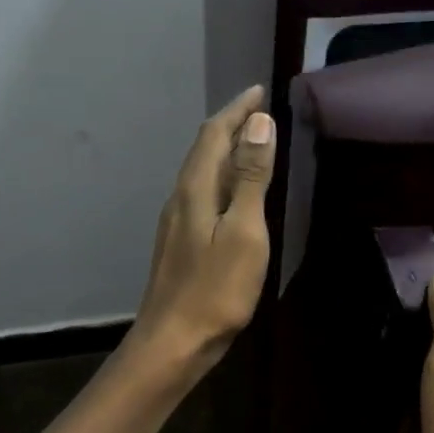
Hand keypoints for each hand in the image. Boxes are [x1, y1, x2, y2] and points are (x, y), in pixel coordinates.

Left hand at [127, 85, 275, 376]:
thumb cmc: (215, 288)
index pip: (214, 134)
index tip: (259, 91)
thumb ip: (251, 178)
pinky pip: (202, 194)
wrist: (174, 341)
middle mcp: (180, 197)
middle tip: (259, 112)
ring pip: (202, 173)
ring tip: (252, 144)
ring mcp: (177, 222)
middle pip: (204, 149)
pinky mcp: (180, 243)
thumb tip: (259, 123)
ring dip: (226, 152)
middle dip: (231, 125)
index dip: (236, 110)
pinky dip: (222, 179)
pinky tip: (234, 194)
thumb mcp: (244, 231)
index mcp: (196, 189)